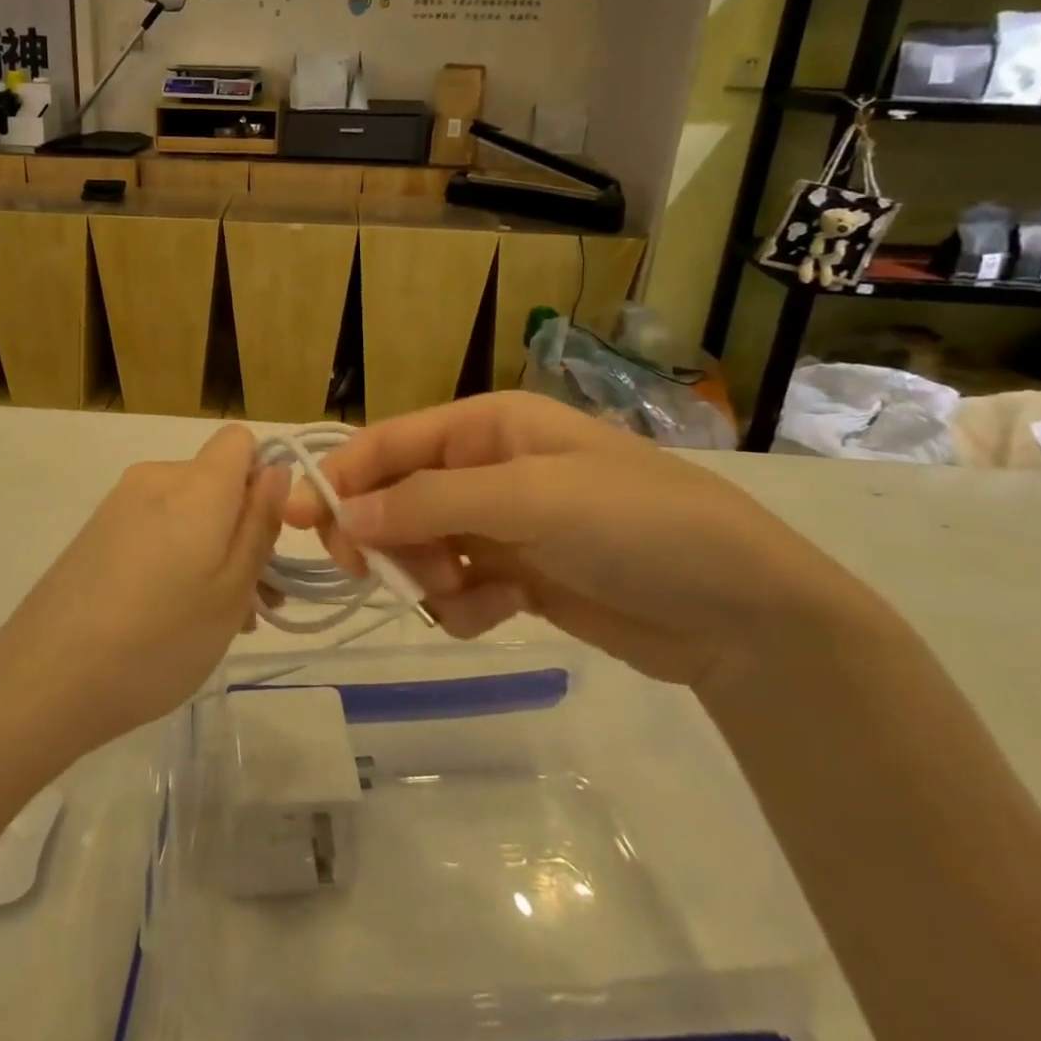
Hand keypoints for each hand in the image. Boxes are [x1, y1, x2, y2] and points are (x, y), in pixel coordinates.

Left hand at [0, 425, 289, 760]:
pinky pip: (155, 527)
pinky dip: (176, 558)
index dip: (263, 477)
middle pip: (216, 482)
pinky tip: (172, 617)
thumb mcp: (231, 591)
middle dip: (242, 529)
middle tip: (253, 602)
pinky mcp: (95, 533)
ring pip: (187, 511)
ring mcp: (119, 505)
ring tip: (218, 621)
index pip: (240, 440)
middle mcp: (155, 479)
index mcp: (196, 484)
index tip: (266, 535)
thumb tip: (277, 469)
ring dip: (212, 551)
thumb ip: (260, 524)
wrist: (44, 681)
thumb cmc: (158, 638)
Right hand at [284, 392, 868, 690]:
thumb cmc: (635, 524)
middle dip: (386, 535)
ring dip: (428, 575)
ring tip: (469, 596)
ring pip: (422, 546)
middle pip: (398, 496)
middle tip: (373, 574)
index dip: (342, 476)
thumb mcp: (529, 498)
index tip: (296, 518)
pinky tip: (498, 614)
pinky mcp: (519, 576)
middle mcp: (488, 468)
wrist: (744, 613)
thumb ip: (428, 503)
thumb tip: (342, 517)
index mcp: (488, 427)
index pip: (391, 443)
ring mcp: (503, 524)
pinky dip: (464, 605)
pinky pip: (457, 587)